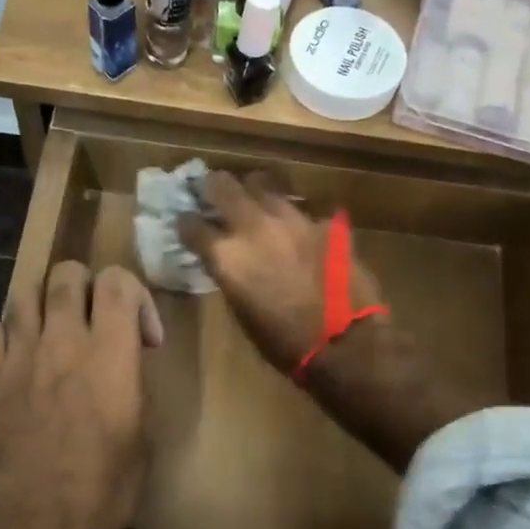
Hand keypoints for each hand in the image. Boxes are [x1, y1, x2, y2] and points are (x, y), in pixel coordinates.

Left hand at [0, 262, 164, 528]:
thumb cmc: (96, 496)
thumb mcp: (141, 445)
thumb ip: (134, 390)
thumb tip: (125, 368)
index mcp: (109, 356)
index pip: (118, 281)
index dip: (136, 296)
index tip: (142, 338)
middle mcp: (62, 342)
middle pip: (68, 273)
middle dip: (87, 287)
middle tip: (95, 323)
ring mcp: (17, 356)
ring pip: (25, 292)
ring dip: (45, 304)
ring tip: (54, 334)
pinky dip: (8, 335)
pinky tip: (17, 361)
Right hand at [180, 172, 491, 473]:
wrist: (344, 344)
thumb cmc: (283, 342)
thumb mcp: (241, 310)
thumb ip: (231, 275)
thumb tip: (228, 262)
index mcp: (227, 255)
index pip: (191, 225)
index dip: (186, 222)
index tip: (186, 222)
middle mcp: (253, 227)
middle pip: (222, 185)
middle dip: (212, 185)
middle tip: (211, 189)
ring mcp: (292, 219)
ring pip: (264, 184)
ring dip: (254, 190)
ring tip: (254, 196)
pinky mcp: (324, 223)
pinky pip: (303, 209)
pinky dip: (295, 216)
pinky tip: (297, 225)